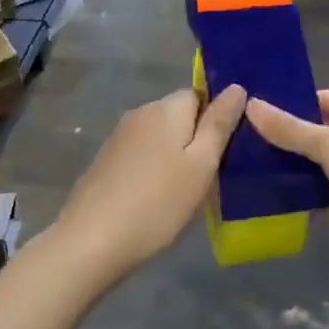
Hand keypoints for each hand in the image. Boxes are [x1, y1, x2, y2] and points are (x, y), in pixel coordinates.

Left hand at [53, 86, 247, 275]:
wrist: (92, 241)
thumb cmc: (158, 202)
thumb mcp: (201, 164)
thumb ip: (219, 124)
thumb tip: (237, 87)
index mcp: (167, 107)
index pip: (200, 94)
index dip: (216, 119)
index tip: (225, 151)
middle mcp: (141, 112)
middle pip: (179, 114)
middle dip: (195, 138)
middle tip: (209, 176)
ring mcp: (119, 136)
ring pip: (160, 135)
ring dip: (174, 154)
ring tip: (185, 190)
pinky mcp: (106, 159)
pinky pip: (141, 153)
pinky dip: (153, 167)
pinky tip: (156, 196)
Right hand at [246, 91, 328, 319]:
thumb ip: (291, 130)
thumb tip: (250, 104)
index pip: (314, 98)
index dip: (283, 99)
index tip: (243, 101)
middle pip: (306, 133)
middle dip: (274, 136)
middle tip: (227, 133)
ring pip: (305, 166)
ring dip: (278, 167)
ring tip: (230, 161)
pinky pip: (309, 196)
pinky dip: (287, 195)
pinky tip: (252, 193)